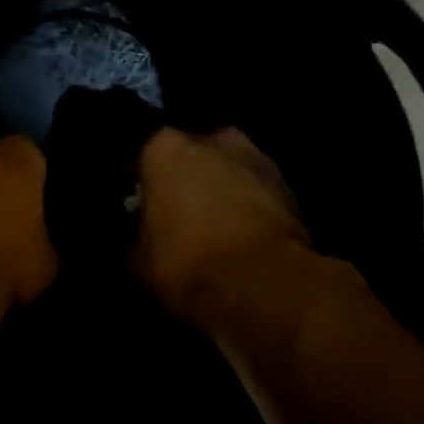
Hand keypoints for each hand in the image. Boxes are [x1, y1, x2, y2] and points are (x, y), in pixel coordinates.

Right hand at [130, 127, 310, 326]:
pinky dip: (248, 205)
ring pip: (227, 169)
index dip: (136, 180)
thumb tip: (136, 237)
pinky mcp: (288, 184)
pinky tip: (241, 234)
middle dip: (184, 178)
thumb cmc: (187, 262)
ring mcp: (256, 157)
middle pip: (190, 154)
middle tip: (177, 212)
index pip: (140, 154)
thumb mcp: (139, 260)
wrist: (264, 285)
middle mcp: (212, 138)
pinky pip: (255, 190)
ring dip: (220, 188)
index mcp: (165, 147)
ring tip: (213, 224)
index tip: (134, 202)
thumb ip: (135, 236)